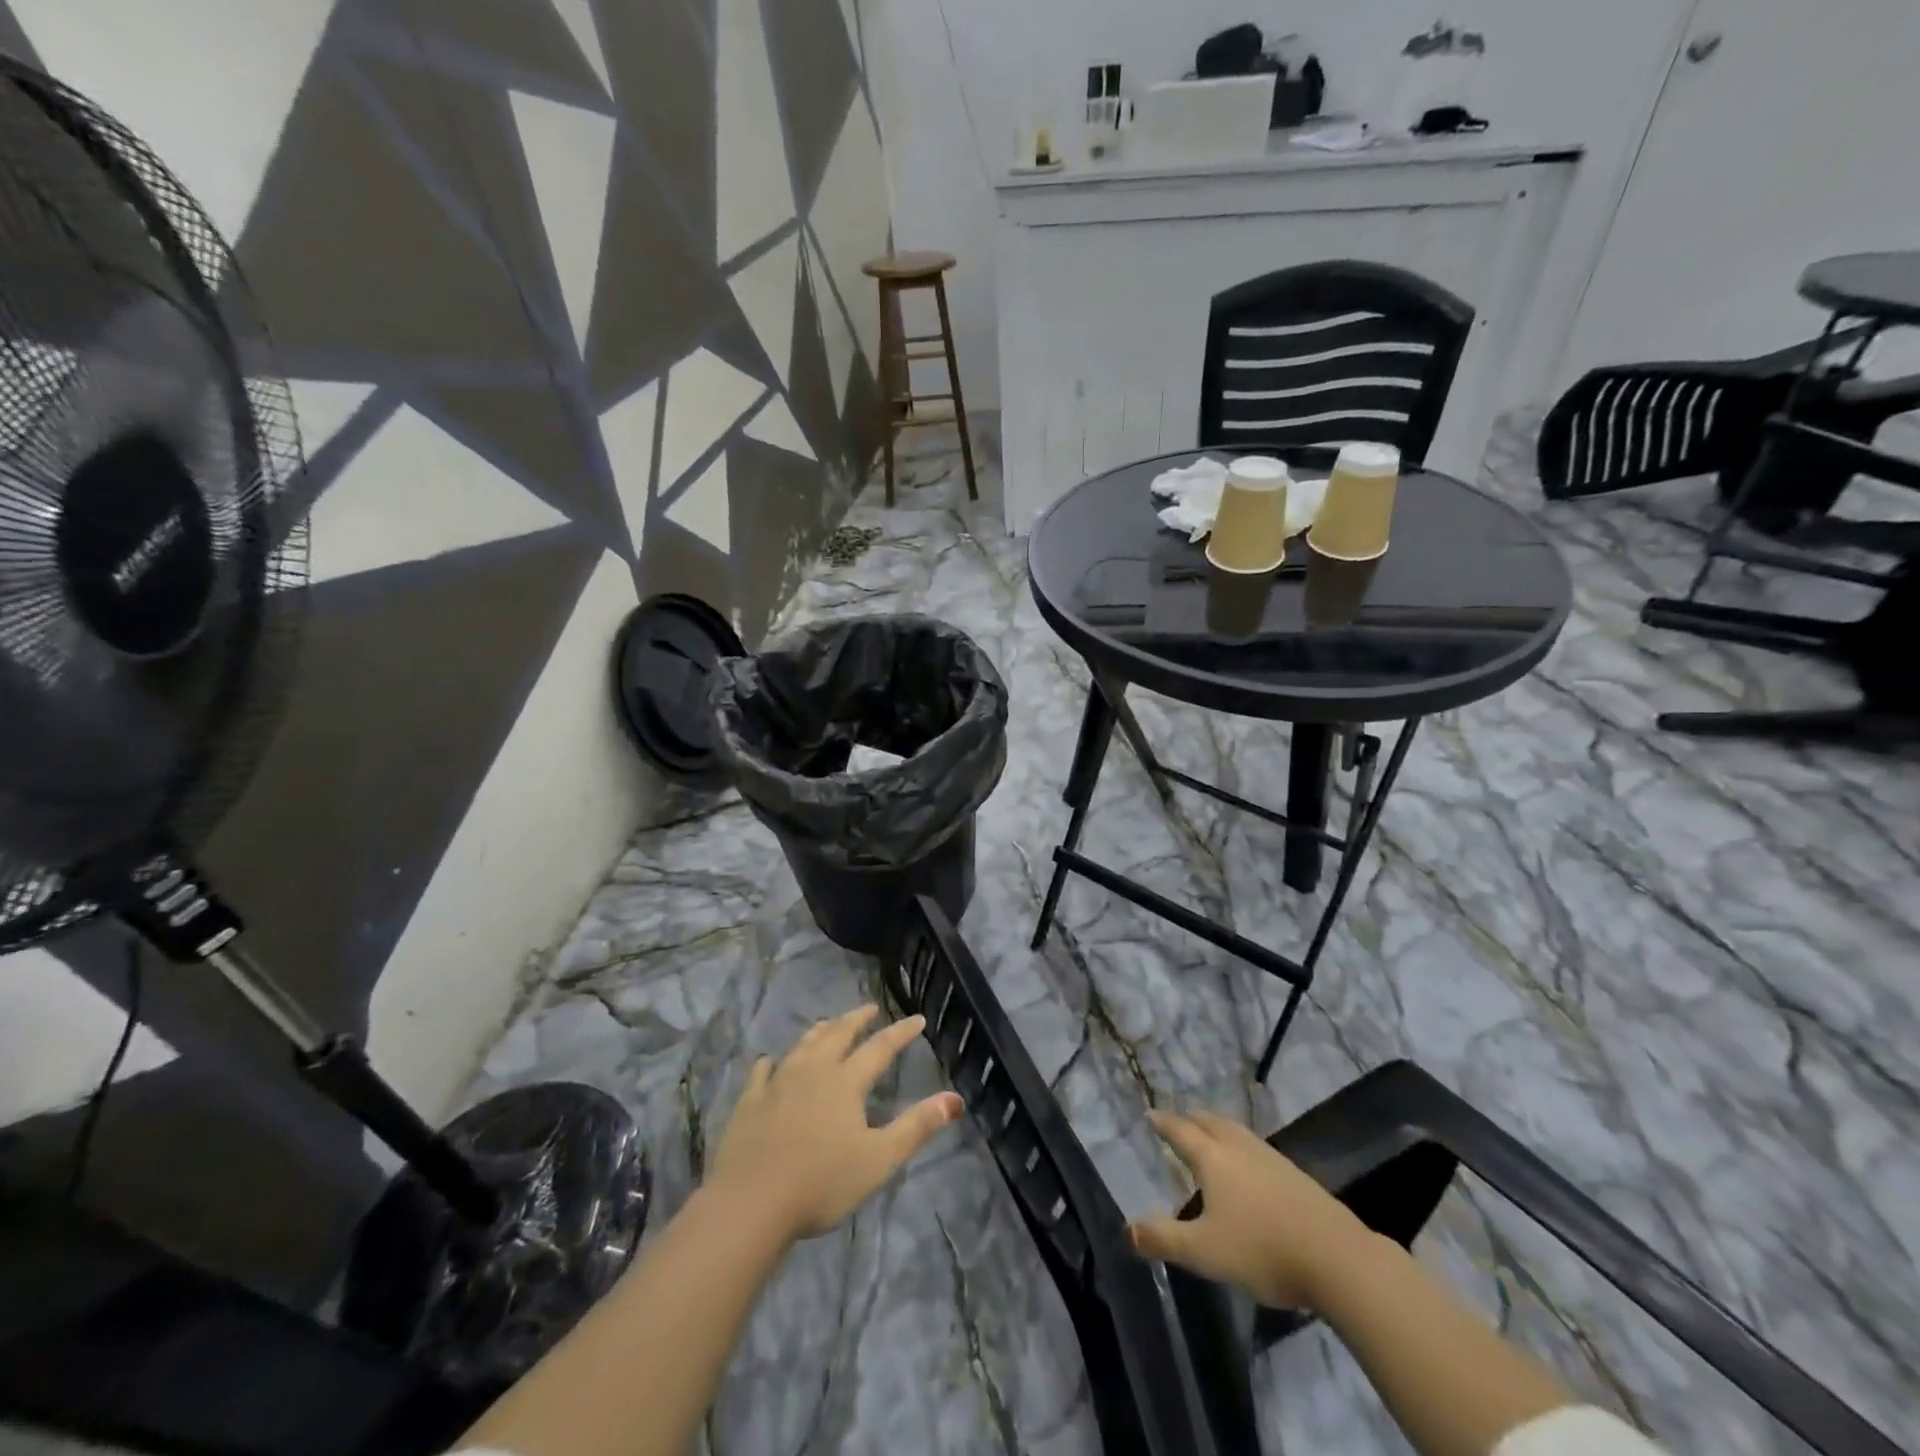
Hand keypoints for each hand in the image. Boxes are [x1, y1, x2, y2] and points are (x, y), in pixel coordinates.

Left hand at [708, 1005, 962, 1243]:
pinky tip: (771, 1062)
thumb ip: (917, 1127)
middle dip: (857, 1019)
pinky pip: (763, 1071)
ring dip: (820, 1032)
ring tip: (829, 1024)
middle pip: (838, 1034)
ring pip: (803, 1045)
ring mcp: (778, 1083)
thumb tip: (955, 1099)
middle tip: (870, 1008)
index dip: (901, 1032)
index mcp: (846, 1081)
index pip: (880, 1047)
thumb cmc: (822, 1182)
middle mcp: (813, 1071)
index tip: (917, 1019)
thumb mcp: (879, 1159)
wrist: (751, 1202)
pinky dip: (772, 1062)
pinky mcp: (749, 1101)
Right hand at [1129, 1107, 1371, 1311]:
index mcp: (1212, 1158)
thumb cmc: (1261, 1249)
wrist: (1336, 1257)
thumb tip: (1128, 1230)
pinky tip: (1248, 1163)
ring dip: (1217, 1127)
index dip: (1163, 1123)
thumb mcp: (1203, 1252)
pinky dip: (1240, 1144)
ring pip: (1235, 1131)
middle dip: (1190, 1118)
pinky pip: (1255, 1146)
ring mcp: (1270, 1158)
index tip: (1150, 1114)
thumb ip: (1164, 1239)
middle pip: (1209, 1122)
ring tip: (1209, 1133)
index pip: (1180, 1131)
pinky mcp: (1294, 1174)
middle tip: (1178, 1119)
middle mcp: (1238, 1147)